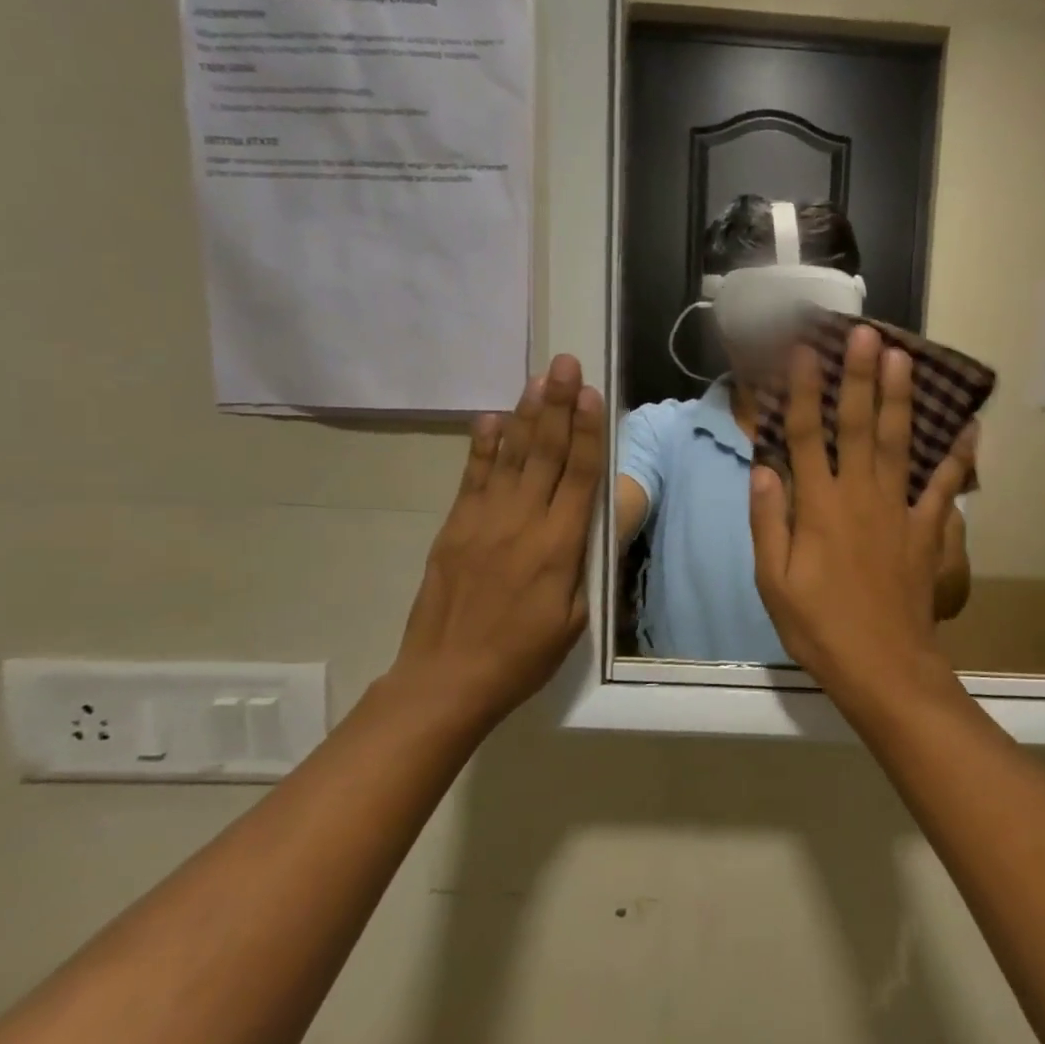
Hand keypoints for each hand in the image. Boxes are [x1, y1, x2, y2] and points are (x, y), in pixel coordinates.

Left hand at [386, 354, 604, 727]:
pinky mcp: (456, 527)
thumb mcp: (575, 618)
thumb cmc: (523, 655)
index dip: (586, 431)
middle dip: (558, 405)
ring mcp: (484, 521)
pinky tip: (491, 418)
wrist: (447, 679)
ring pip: (510, 456)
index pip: (579, 476)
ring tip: (537, 378)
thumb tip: (598, 518)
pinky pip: (473, 477)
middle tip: (565, 364)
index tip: (590, 394)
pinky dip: (483, 445)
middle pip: (545, 454)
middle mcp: (523, 522)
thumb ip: (585, 563)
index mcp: (559, 546)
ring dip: (526, 414)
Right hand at [748, 326, 974, 708]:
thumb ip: (767, 521)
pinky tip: (968, 427)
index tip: (803, 352)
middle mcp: (858, 496)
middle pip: (857, 426)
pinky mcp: (927, 531)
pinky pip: (945, 487)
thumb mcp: (773, 581)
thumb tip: (763, 468)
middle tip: (866, 333)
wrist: (882, 667)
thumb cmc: (819, 626)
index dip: (803, 391)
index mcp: (817, 507)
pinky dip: (957, 457)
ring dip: (900, 398)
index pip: (805, 437)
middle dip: (859, 376)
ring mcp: (898, 511)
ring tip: (904, 357)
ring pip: (898, 443)